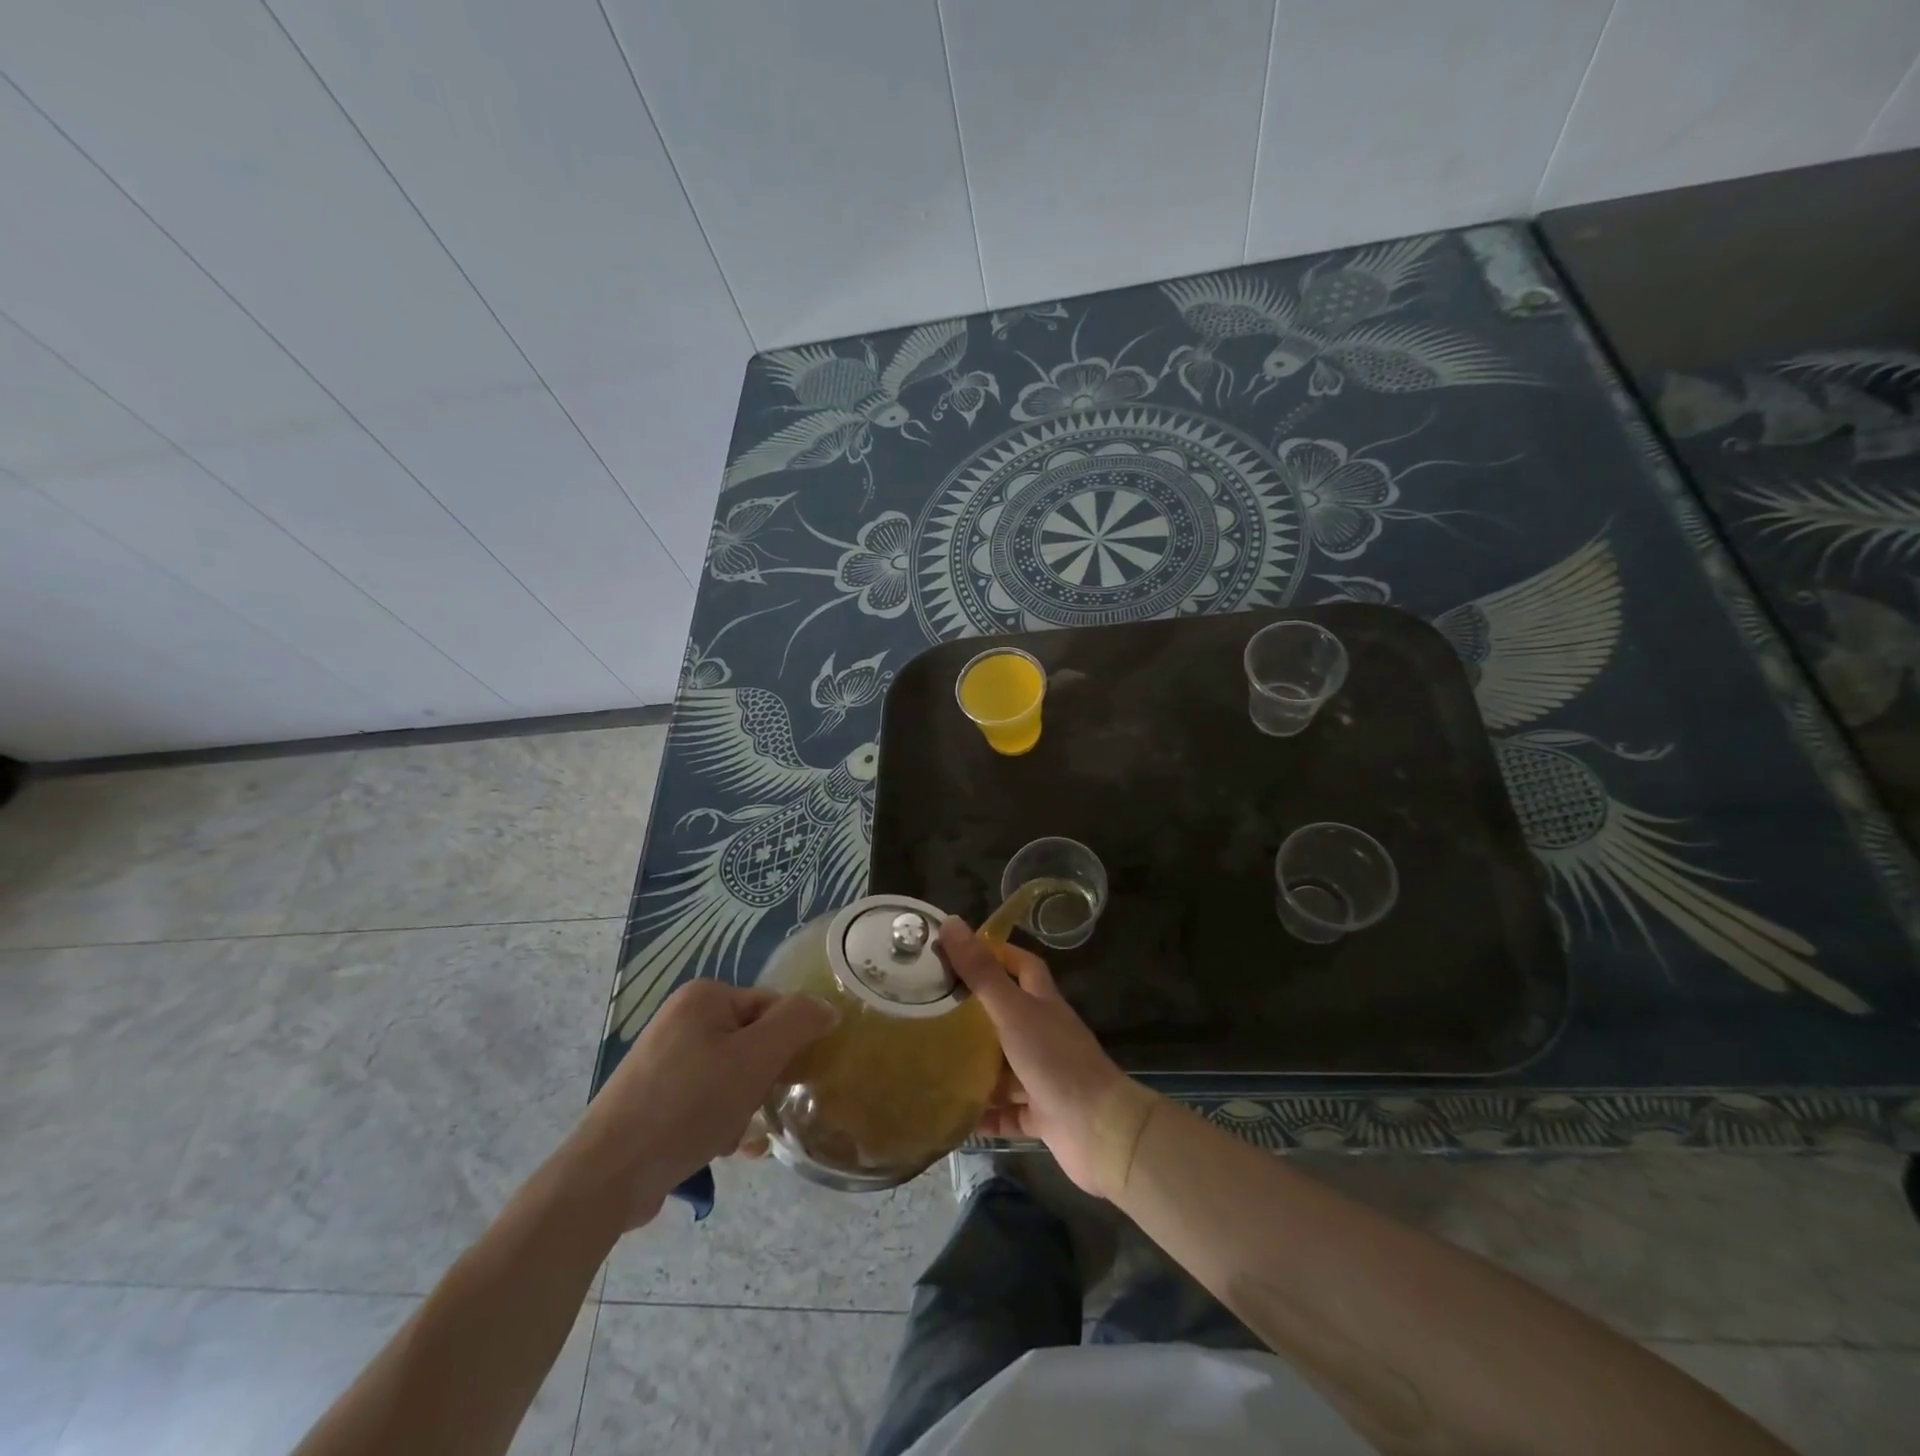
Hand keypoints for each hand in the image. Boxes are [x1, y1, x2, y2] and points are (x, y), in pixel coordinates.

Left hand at [558, 980, 835, 1229]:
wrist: (606, 1175)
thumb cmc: (688, 1106)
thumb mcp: (755, 1059)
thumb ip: (798, 1023)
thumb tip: (828, 1009)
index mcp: (704, 996)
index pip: (773, 1007)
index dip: (788, 1044)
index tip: (789, 1081)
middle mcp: (683, 1017)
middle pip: (753, 1042)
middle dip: (762, 1081)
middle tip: (756, 1110)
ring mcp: (665, 1057)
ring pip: (732, 1074)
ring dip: (743, 1106)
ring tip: (733, 1137)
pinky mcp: (654, 1094)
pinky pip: (706, 1097)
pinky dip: (719, 1119)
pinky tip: (720, 1149)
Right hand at [938, 918, 1155, 1199]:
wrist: (1100, 1131)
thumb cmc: (1055, 1060)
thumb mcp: (1013, 1010)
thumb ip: (981, 972)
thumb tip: (952, 923)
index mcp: (1042, 1003)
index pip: (1021, 966)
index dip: (996, 954)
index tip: (958, 953)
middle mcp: (1043, 1035)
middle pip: (1006, 1016)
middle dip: (973, 1014)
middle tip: (932, 1010)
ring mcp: (1042, 1076)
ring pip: (1002, 1066)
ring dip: (974, 1067)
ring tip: (932, 1061)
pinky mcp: (1040, 1115)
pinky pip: (1004, 1112)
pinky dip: (983, 1114)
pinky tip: (952, 1113)